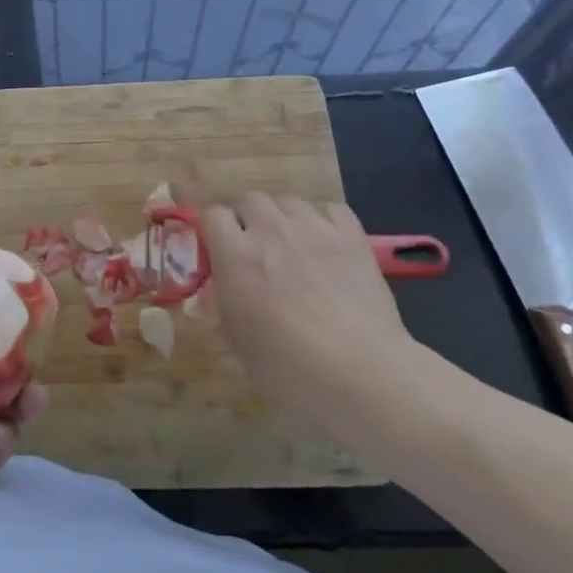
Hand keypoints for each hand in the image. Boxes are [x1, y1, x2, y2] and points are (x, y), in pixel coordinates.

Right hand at [204, 193, 457, 462]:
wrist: (358, 372)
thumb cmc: (287, 368)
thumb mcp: (237, 338)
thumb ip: (227, 298)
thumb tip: (229, 282)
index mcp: (236, 256)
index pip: (213, 214)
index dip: (215, 228)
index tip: (219, 248)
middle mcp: (271, 231)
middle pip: (251, 199)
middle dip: (249, 218)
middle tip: (256, 248)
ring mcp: (314, 230)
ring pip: (290, 201)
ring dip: (284, 218)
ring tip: (293, 245)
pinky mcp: (352, 237)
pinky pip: (331, 209)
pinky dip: (323, 220)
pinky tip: (326, 243)